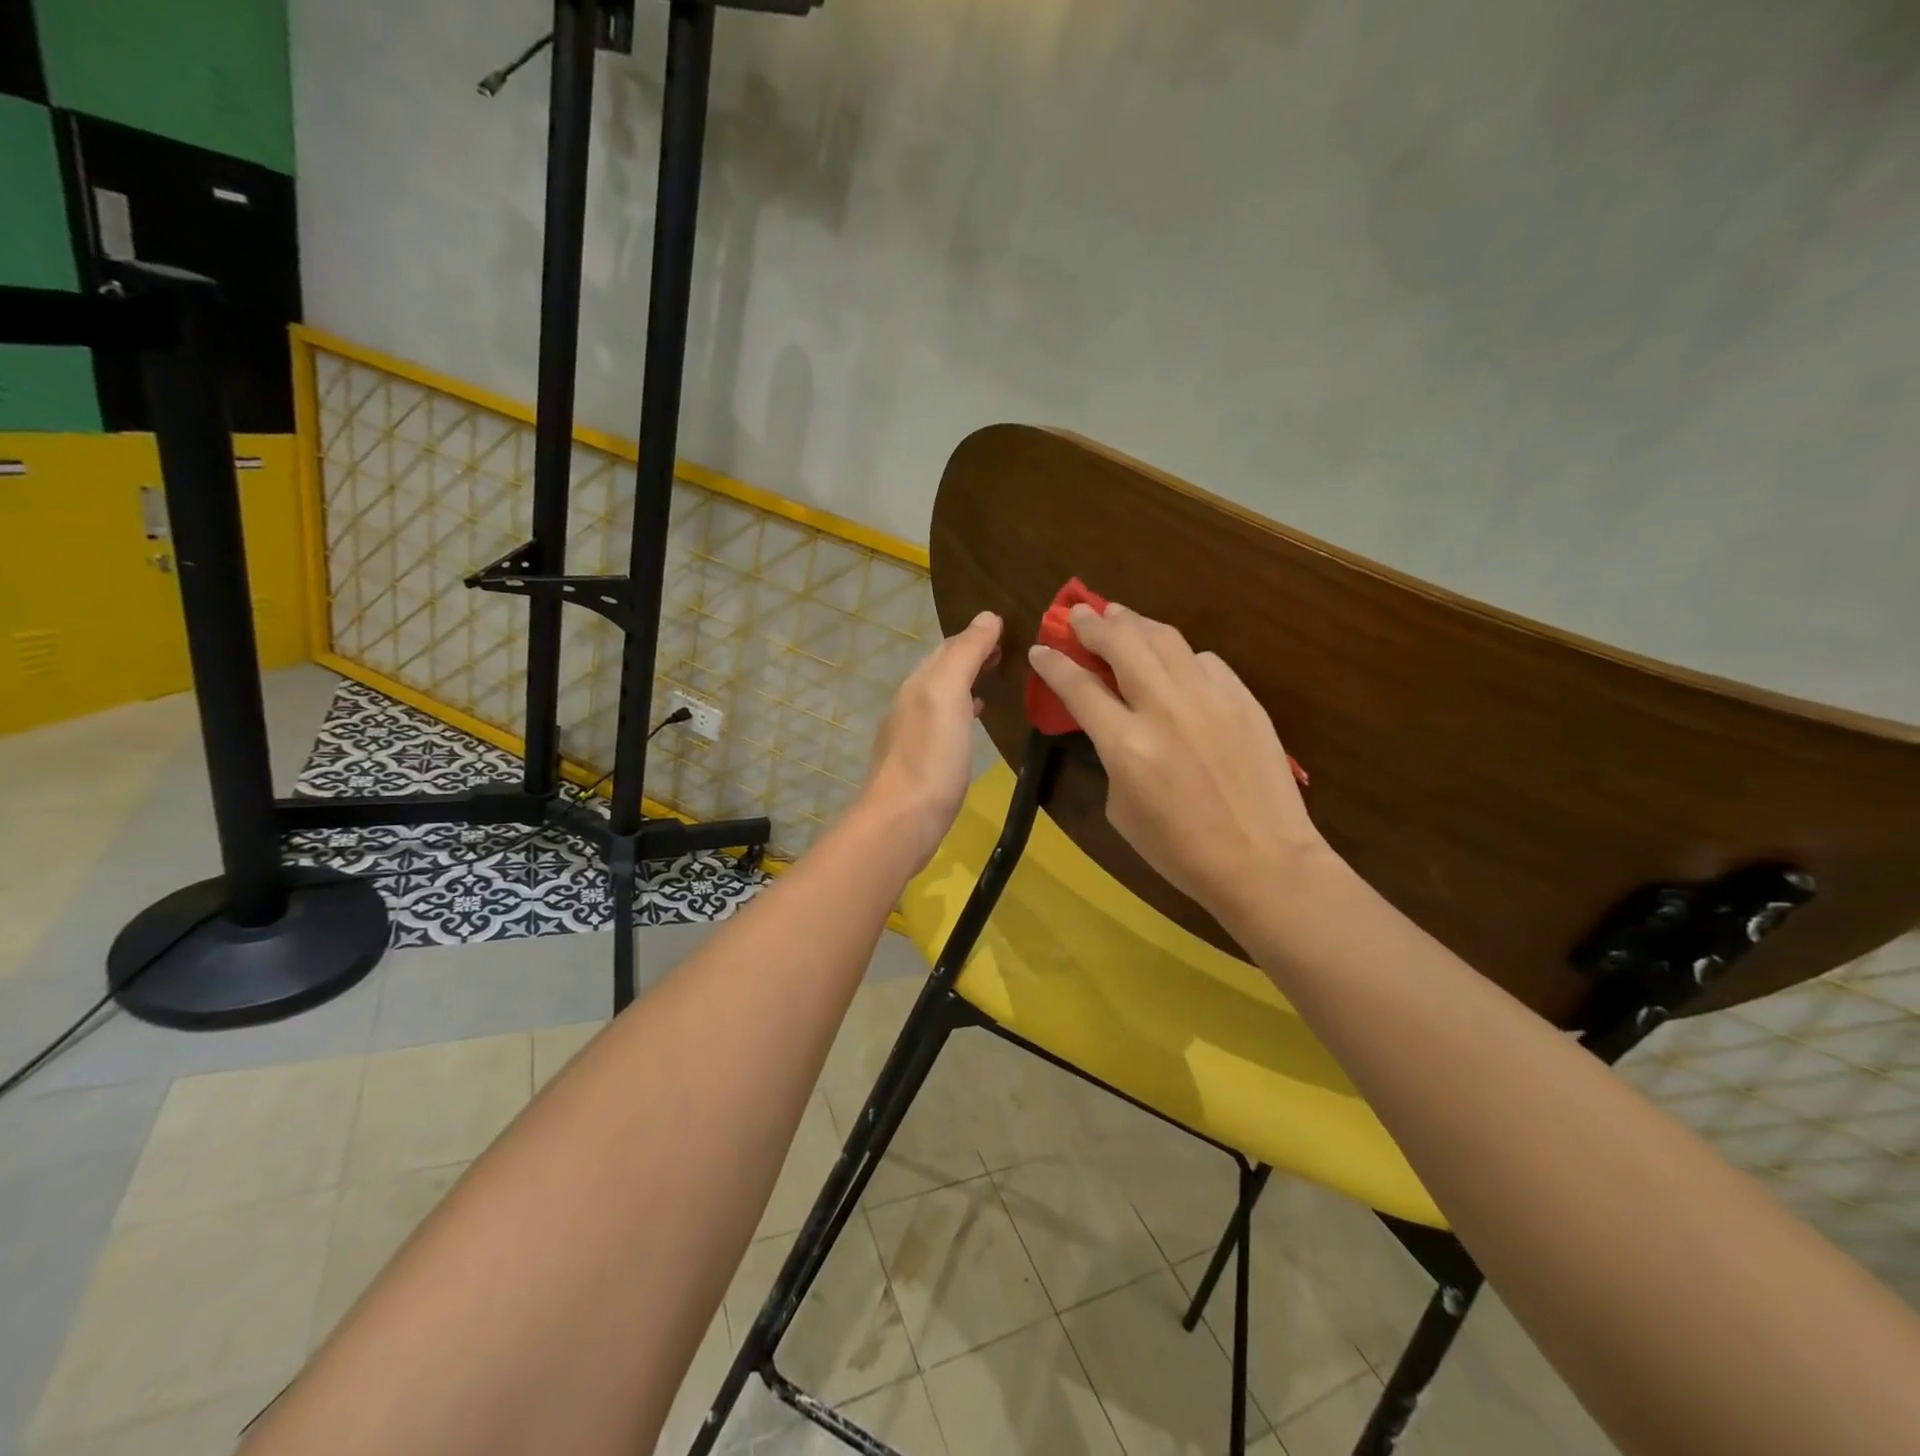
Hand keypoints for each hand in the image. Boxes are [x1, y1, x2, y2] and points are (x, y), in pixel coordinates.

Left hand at [861, 610, 1002, 869]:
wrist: (901, 823)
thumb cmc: (929, 758)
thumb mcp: (947, 696)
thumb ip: (965, 655)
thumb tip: (986, 617)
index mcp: (918, 685)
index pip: (947, 647)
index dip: (975, 636)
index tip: (1006, 629)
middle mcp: (910, 705)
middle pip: (941, 670)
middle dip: (970, 657)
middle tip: (1004, 653)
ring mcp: (911, 737)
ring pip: (941, 698)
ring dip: (965, 685)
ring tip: (993, 683)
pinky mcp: (919, 765)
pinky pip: (942, 726)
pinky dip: (960, 715)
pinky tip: (972, 725)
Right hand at [1028, 602, 1329, 931]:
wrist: (1263, 861)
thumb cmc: (1180, 851)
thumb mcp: (1122, 810)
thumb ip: (1112, 757)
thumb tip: (1113, 724)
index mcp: (1126, 745)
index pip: (1079, 687)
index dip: (1054, 664)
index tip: (1040, 650)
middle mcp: (1164, 708)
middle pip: (1121, 644)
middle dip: (1092, 624)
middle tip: (1078, 615)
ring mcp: (1209, 698)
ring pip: (1165, 639)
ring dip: (1134, 622)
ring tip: (1118, 616)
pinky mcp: (1243, 699)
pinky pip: (1204, 661)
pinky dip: (1180, 654)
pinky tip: (1174, 660)